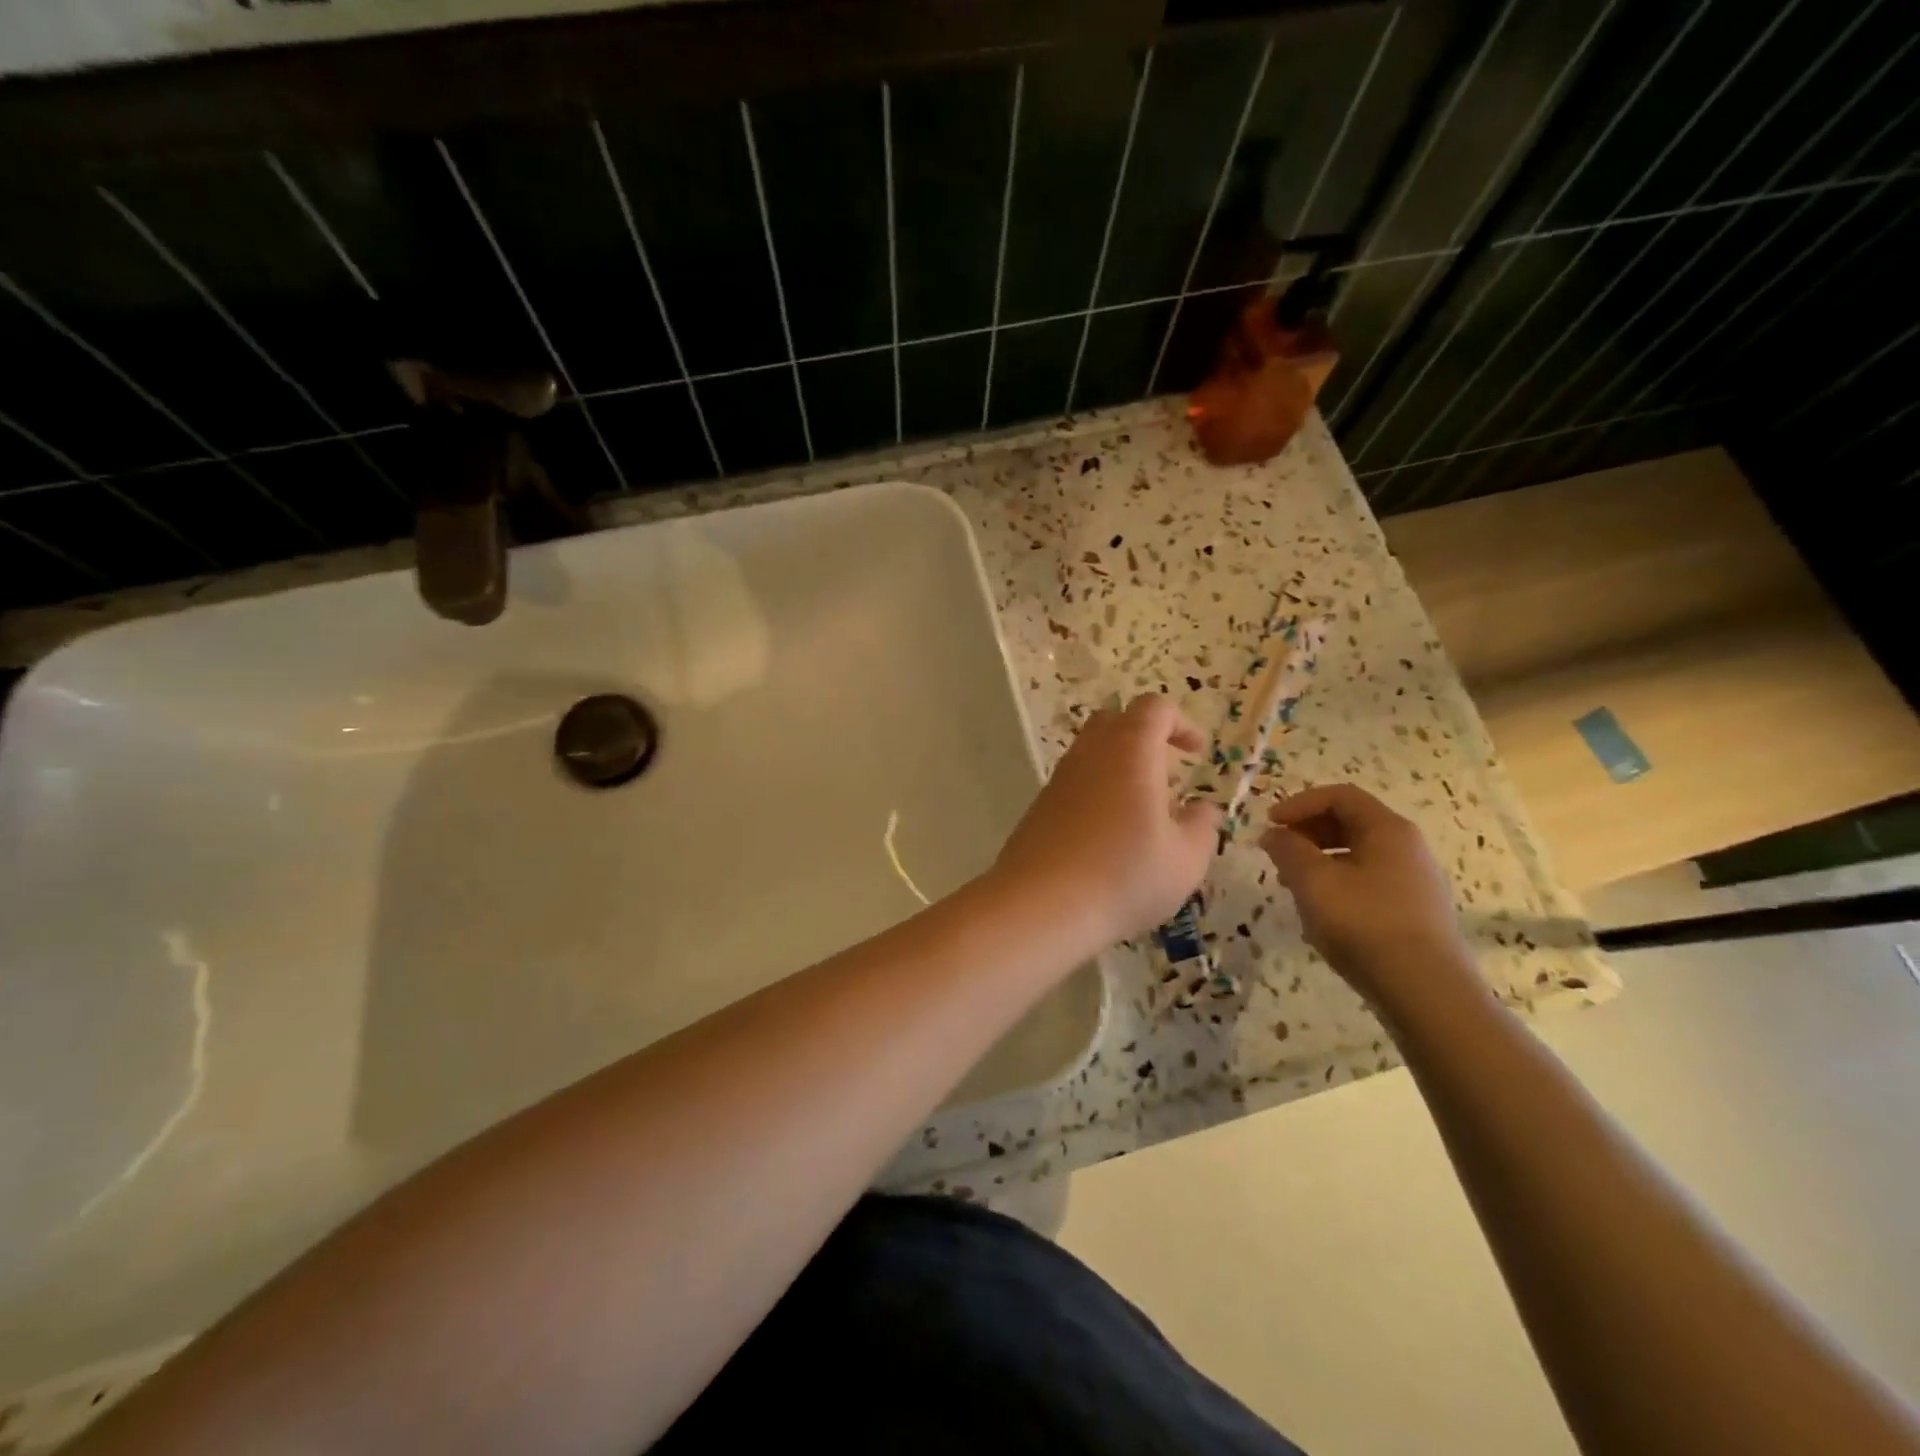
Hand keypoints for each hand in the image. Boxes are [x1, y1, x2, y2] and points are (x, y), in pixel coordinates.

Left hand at [992, 694, 1222, 949]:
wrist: (1040, 905)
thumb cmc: (1124, 875)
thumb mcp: (1185, 859)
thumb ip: (1202, 826)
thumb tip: (1204, 809)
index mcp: (1130, 750)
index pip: (1154, 708)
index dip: (1181, 724)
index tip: (1197, 754)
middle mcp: (1089, 753)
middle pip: (1115, 720)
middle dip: (1145, 737)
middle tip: (1166, 773)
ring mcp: (1058, 779)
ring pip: (1090, 752)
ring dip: (1118, 767)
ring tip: (1141, 810)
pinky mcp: (1039, 806)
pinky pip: (1073, 783)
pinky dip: (1095, 792)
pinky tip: (1108, 835)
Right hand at [1259, 784, 1475, 1008]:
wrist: (1426, 992)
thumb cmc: (1365, 924)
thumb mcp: (1313, 882)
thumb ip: (1288, 850)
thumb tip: (1274, 834)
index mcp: (1387, 830)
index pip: (1339, 796)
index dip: (1299, 803)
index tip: (1269, 824)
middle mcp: (1406, 847)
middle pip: (1349, 821)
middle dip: (1307, 831)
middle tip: (1277, 853)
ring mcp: (1413, 880)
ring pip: (1356, 854)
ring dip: (1318, 860)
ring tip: (1292, 885)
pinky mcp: (1412, 911)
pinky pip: (1367, 881)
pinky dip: (1336, 883)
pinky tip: (1320, 912)